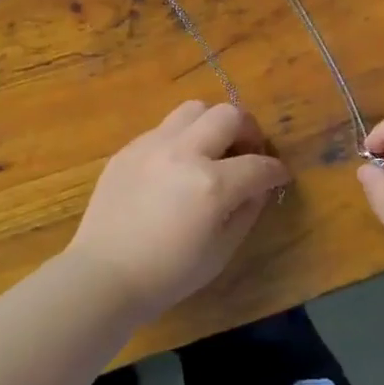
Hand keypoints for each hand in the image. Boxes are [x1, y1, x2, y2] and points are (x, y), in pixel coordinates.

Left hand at [68, 101, 290, 319]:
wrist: (104, 275)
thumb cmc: (167, 274)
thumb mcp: (220, 252)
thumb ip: (246, 212)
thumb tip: (258, 188)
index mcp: (211, 185)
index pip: (258, 165)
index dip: (276, 171)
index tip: (279, 176)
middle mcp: (184, 153)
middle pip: (229, 115)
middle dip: (249, 130)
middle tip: (248, 152)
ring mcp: (152, 145)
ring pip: (194, 109)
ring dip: (213, 124)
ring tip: (212, 150)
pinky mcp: (129, 148)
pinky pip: (165, 128)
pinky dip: (181, 138)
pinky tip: (177, 165)